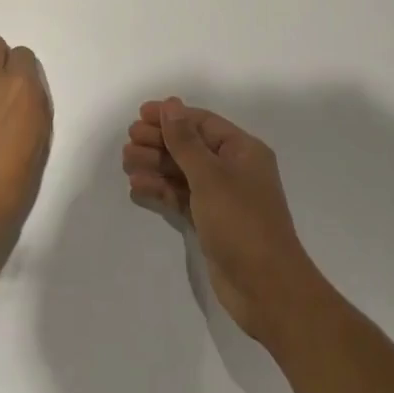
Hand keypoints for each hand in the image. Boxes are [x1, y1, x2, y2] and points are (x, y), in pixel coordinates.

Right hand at [123, 98, 324, 344]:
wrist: (266, 287)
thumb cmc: (241, 222)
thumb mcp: (210, 176)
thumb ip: (186, 141)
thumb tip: (171, 105)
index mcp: (243, 150)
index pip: (203, 123)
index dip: (172, 116)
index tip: (140, 115)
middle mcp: (234, 169)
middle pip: (191, 146)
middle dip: (160, 141)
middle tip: (129, 140)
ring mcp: (223, 198)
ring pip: (184, 172)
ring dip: (156, 165)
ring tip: (127, 162)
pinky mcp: (212, 223)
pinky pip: (183, 197)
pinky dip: (162, 190)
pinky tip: (138, 186)